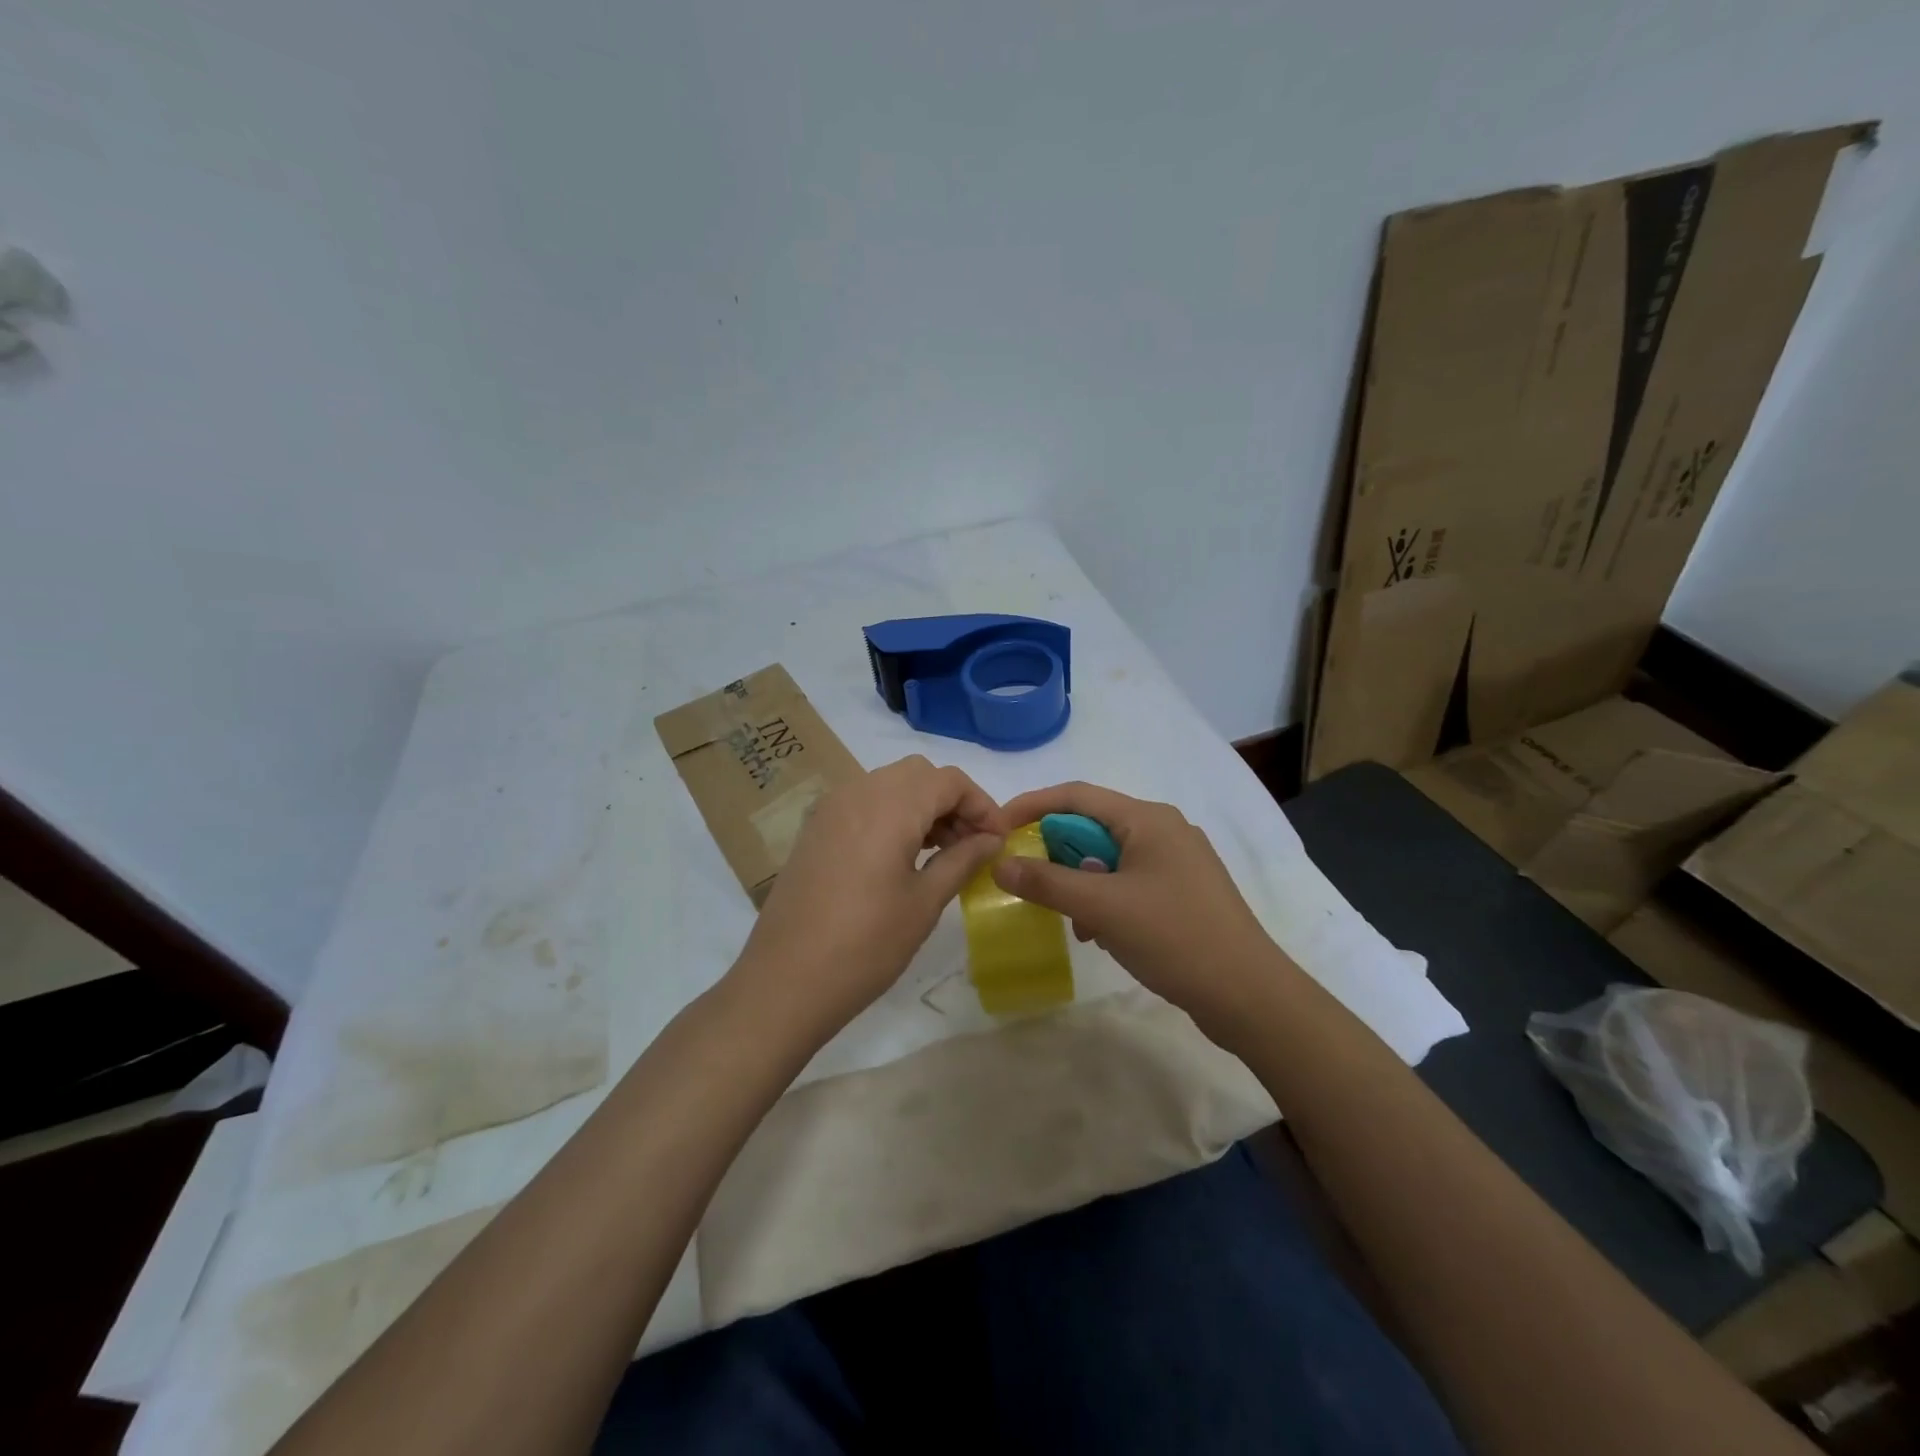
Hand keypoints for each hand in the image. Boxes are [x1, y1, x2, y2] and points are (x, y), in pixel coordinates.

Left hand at [731, 755, 1004, 1042]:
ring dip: (922, 806)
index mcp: (890, 806)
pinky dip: (892, 814)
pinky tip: (901, 855)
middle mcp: (858, 792)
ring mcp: (831, 808)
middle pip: (919, 774)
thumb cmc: (866, 944)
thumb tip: (991, 839)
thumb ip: (963, 859)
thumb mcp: (925, 902)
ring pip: (890, 784)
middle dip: (952, 801)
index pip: (949, 780)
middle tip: (970, 844)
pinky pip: (864, 801)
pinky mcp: (816, 828)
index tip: (997, 841)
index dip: (981, 804)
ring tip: (941, 852)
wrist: (785, 981)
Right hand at [992, 782, 1283, 1034]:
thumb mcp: (1102, 908)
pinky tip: (1100, 934)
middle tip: (1030, 881)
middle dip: (1058, 853)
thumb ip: (1047, 882)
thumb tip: (1001, 864)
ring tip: (1073, 920)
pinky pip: (1129, 882)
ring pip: (1109, 858)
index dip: (1032, 805)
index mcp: (1148, 819)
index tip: (997, 827)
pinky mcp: (1183, 892)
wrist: (1248, 994)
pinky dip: (1105, 900)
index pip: (1076, 795)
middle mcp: (1164, 829)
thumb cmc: (1174, 937)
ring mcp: (1177, 862)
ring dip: (1081, 883)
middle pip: (1093, 826)